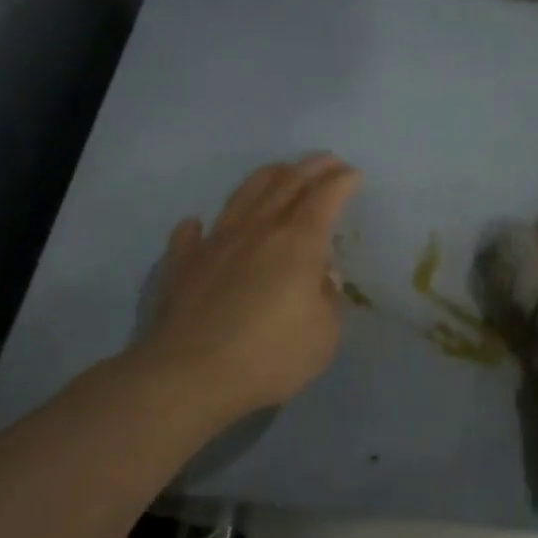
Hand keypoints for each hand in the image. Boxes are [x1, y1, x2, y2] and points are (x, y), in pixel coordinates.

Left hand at [128, 154, 361, 420]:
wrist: (189, 376)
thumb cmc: (269, 356)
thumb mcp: (324, 335)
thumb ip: (328, 299)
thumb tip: (322, 277)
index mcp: (299, 242)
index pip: (325, 196)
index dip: (342, 181)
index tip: (353, 174)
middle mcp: (259, 230)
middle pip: (287, 183)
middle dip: (312, 167)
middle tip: (327, 160)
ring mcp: (217, 242)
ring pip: (244, 195)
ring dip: (268, 177)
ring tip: (280, 171)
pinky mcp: (183, 263)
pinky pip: (192, 234)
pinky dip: (200, 226)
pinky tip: (198, 224)